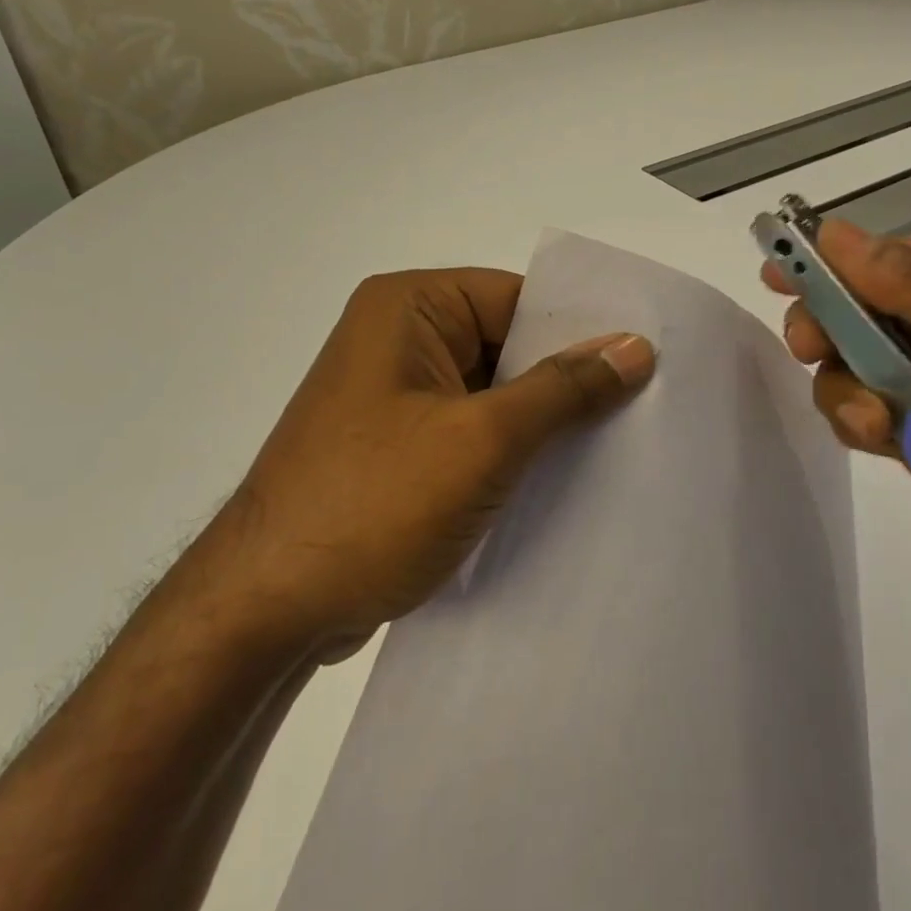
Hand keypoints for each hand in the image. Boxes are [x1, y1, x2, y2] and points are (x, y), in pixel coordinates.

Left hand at [228, 269, 654, 651]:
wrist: (265, 611)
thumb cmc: (373, 503)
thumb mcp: (483, 441)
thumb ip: (563, 390)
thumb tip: (635, 347)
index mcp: (409, 307)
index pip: (518, 299)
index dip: (581, 330)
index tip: (645, 361)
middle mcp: (399, 339)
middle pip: (507, 345)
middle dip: (565, 381)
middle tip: (644, 407)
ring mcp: (395, 397)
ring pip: (492, 394)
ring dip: (541, 423)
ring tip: (618, 446)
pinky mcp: (398, 447)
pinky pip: (471, 432)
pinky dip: (512, 452)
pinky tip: (562, 480)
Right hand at [766, 221, 910, 634]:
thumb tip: (837, 235)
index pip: (896, 257)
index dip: (835, 261)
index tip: (779, 270)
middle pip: (861, 309)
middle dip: (829, 326)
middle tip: (809, 347)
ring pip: (850, 365)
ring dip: (848, 387)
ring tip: (878, 422)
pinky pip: (860, 414)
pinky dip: (857, 423)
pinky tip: (883, 442)